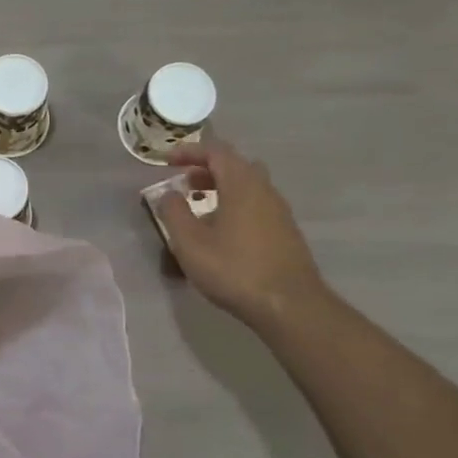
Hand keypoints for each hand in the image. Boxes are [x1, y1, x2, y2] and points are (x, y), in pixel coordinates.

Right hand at [154, 139, 328, 328]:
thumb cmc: (235, 270)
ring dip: (222, 187)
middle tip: (184, 182)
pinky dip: (235, 204)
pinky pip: (256, 204)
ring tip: (199, 206)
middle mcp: (264, 189)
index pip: (215, 151)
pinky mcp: (286, 231)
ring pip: (248, 185)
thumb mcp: (190, 243)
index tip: (166, 161)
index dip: (189, 151)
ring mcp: (279, 211)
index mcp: (241, 184)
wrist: (291, 306)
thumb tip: (167, 193)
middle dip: (207, 168)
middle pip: (235, 165)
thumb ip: (174, 213)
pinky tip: (222, 231)